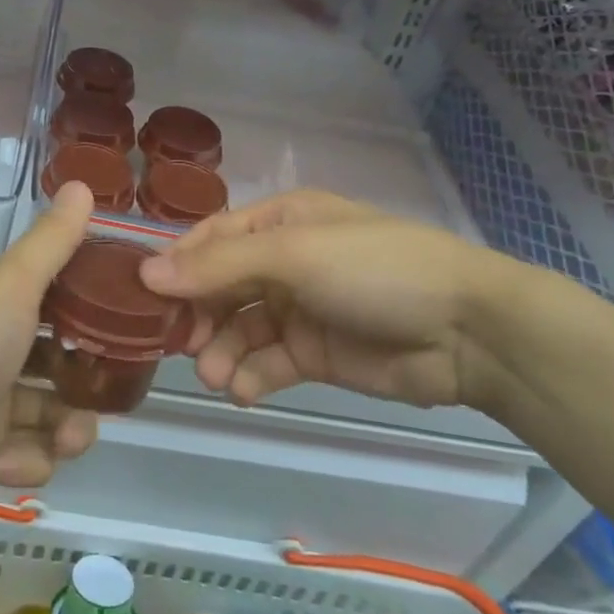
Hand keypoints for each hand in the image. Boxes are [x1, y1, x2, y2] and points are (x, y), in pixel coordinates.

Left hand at [0, 183, 100, 543]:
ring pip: (48, 416)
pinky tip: (4, 463)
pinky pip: (24, 459)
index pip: (44, 301)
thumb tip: (82, 184)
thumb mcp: (10, 287)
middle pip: (53, 364)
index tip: (120, 317)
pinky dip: (23, 462)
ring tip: (65, 439)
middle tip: (107, 388)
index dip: (83, 308)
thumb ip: (50, 243)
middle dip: (83, 380)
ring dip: (65, 429)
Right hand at [138, 189, 512, 411]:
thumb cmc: (374, 270)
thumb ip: (219, 267)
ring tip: (214, 377)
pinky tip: (243, 391)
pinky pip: (268, 362)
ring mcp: (300, 309)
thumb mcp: (294, 255)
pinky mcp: (316, 353)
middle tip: (180, 345)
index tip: (145, 297)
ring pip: (240, 329)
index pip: (213, 238)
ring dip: (221, 352)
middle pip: (221, 286)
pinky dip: (251, 377)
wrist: (467, 331)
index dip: (179, 265)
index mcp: (282, 222)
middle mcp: (285, 262)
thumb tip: (147, 274)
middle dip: (198, 315)